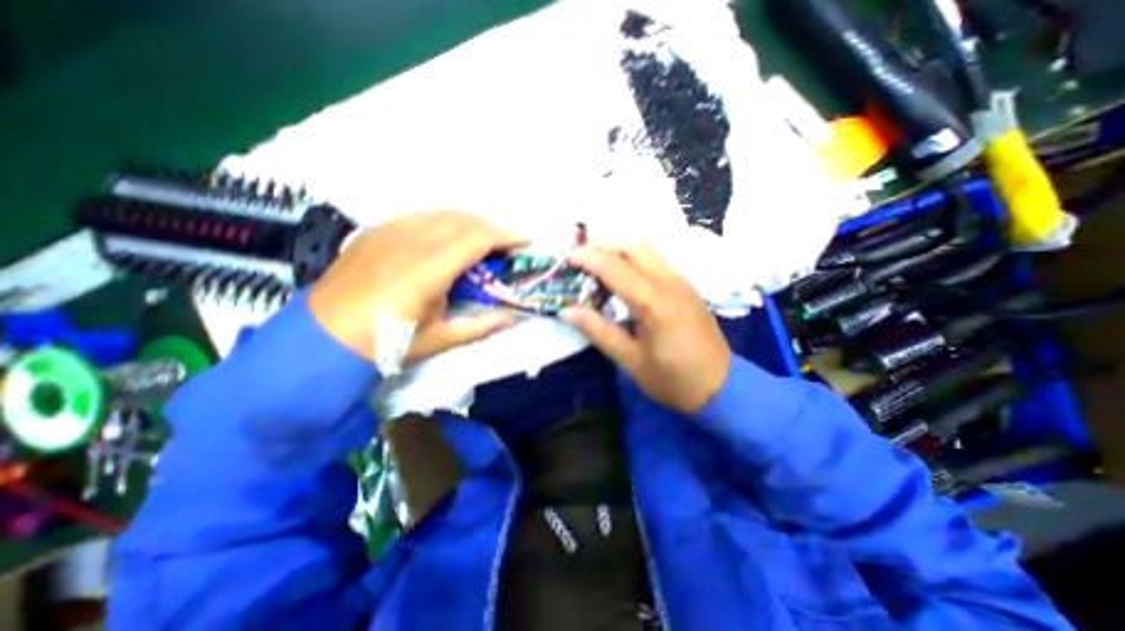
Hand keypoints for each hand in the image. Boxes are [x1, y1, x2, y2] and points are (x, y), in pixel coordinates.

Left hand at [302, 212, 522, 364]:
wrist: (322, 337)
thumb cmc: (386, 342)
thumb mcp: (439, 339)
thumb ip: (482, 325)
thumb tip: (514, 316)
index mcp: (427, 270)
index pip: (477, 238)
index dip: (506, 235)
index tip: (526, 240)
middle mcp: (410, 241)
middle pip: (463, 219)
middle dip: (493, 227)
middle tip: (508, 245)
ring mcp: (390, 231)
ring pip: (442, 213)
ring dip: (471, 222)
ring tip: (483, 240)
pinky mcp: (377, 230)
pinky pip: (421, 216)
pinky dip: (445, 221)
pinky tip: (448, 237)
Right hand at [559, 240, 730, 414]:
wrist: (721, 387)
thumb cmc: (672, 380)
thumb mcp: (630, 360)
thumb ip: (598, 331)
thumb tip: (566, 311)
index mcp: (654, 304)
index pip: (615, 267)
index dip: (587, 258)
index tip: (566, 258)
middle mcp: (670, 283)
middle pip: (633, 245)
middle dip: (603, 245)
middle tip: (581, 260)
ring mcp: (682, 281)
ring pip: (646, 249)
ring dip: (618, 249)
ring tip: (597, 266)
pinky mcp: (686, 286)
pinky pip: (656, 260)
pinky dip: (633, 259)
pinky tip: (622, 277)